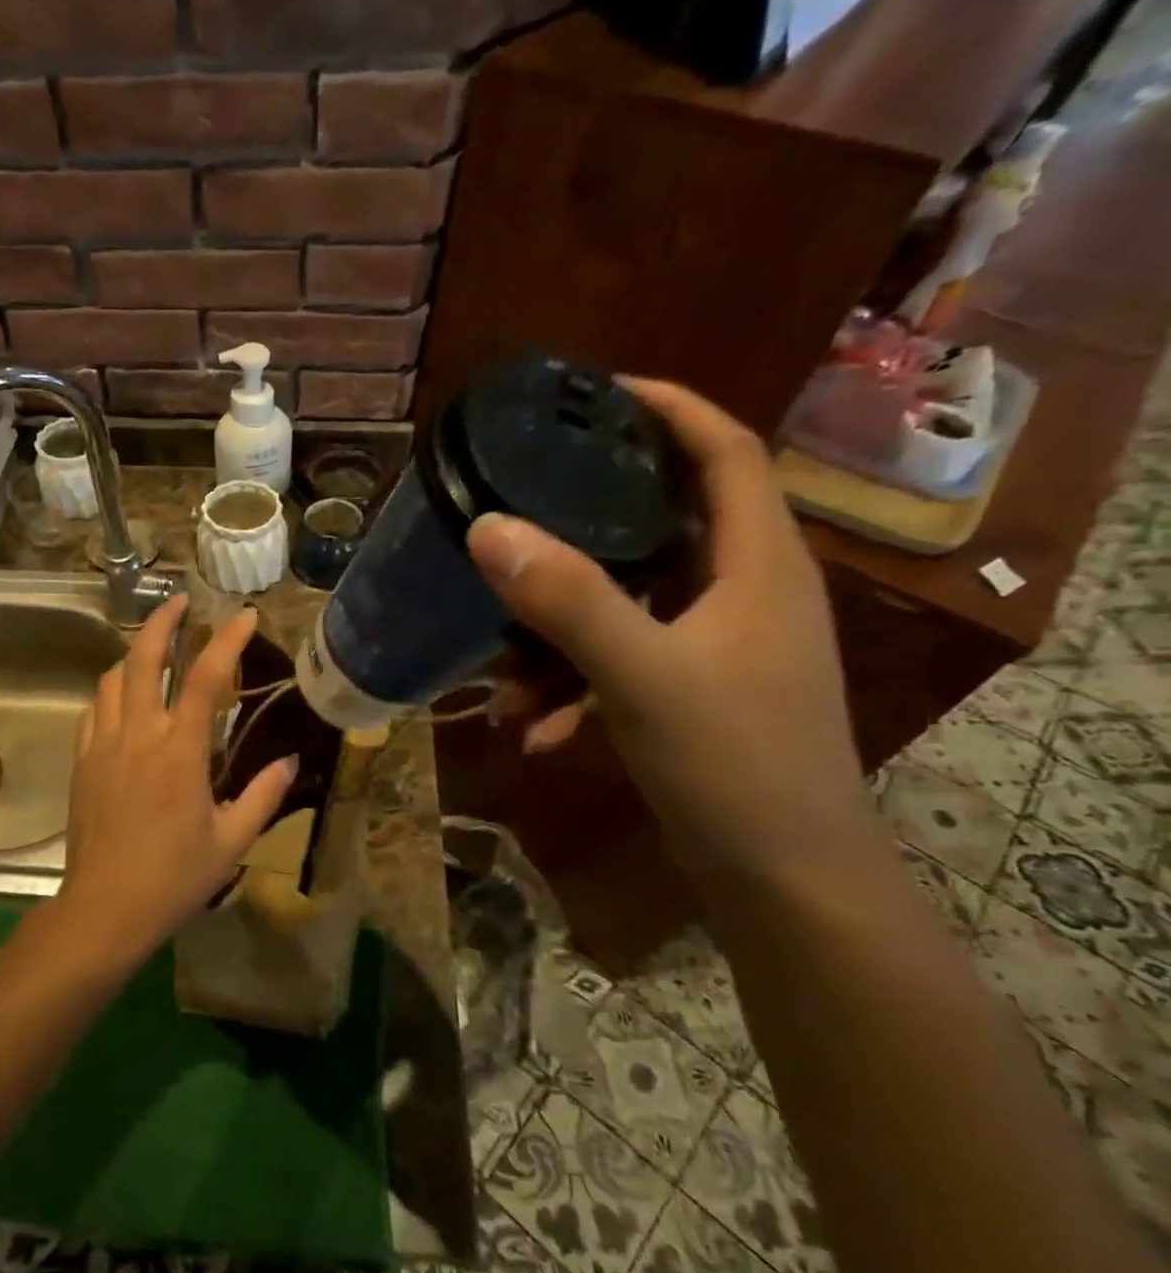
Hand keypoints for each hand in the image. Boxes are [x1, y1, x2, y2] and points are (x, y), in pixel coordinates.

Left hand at [56, 594, 296, 957]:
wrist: (105, 908)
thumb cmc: (174, 877)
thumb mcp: (232, 840)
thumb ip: (263, 795)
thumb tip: (290, 760)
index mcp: (179, 751)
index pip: (207, 678)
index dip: (228, 639)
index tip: (246, 615)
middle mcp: (138, 735)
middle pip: (144, 658)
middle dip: (162, 622)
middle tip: (179, 602)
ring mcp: (103, 745)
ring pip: (113, 678)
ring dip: (135, 654)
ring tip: (155, 649)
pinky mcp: (82, 762)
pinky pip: (94, 709)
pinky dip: (112, 691)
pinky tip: (124, 698)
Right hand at [466, 379, 883, 890]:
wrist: (783, 879)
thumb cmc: (734, 763)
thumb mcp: (643, 675)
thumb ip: (568, 599)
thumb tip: (488, 527)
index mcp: (755, 561)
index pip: (723, 450)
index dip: (668, 408)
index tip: (596, 392)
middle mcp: (742, 589)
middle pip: (661, 521)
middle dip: (586, 516)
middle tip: (522, 499)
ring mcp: (717, 643)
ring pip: (626, 603)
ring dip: (560, 630)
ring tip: (502, 670)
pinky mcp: (693, 688)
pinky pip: (619, 661)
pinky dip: (575, 684)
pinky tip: (534, 730)